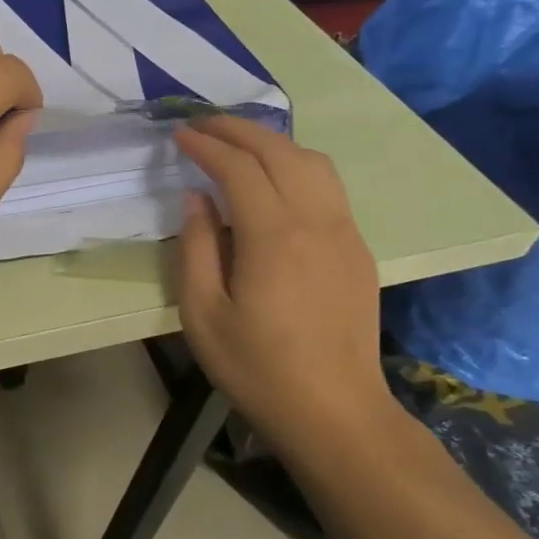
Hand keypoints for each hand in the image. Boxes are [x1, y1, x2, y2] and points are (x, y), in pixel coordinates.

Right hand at [175, 117, 391, 447]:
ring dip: (272, 142)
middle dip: (238, 129)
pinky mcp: (358, 249)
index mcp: (274, 237)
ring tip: (238, 145)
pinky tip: (275, 181)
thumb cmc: (258, 368)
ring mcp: (345, 233)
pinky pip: (329, 187)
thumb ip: (196, 248)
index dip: (206, 145)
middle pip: (279, 151)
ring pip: (313, 162)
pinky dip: (296, 165)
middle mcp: (316, 221)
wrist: (336, 413)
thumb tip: (196, 199)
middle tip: (202, 125)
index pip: (239, 168)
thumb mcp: (203, 314)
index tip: (179, 136)